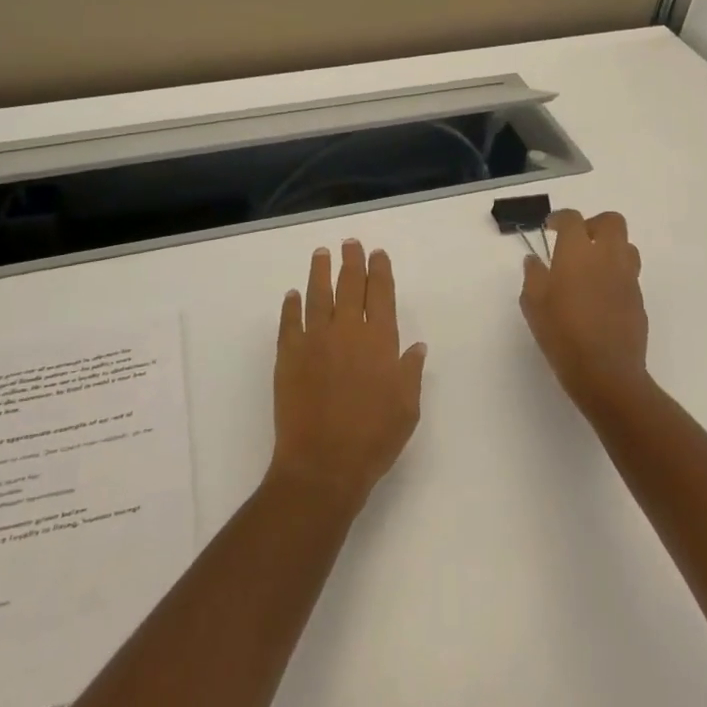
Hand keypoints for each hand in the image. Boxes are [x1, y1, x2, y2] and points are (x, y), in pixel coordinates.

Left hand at [269, 240, 426, 508]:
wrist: (323, 464)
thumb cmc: (373, 439)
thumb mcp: (407, 408)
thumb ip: (411, 372)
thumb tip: (417, 346)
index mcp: (380, 341)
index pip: (380, 294)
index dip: (379, 271)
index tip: (377, 254)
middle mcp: (347, 331)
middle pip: (349, 286)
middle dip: (351, 261)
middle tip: (350, 243)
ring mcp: (314, 340)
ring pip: (318, 295)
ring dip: (320, 272)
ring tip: (321, 253)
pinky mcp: (288, 355)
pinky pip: (289, 322)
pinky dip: (291, 306)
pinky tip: (293, 295)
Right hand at [520, 209, 649, 409]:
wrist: (606, 372)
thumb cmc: (562, 334)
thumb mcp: (533, 304)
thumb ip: (533, 276)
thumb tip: (534, 260)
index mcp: (578, 252)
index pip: (572, 219)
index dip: (560, 218)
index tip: (550, 227)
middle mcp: (607, 257)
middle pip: (611, 221)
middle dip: (594, 224)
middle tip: (577, 241)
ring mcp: (627, 278)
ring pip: (626, 246)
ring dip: (609, 247)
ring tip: (591, 267)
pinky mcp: (638, 299)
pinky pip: (629, 274)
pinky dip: (615, 274)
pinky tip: (599, 295)